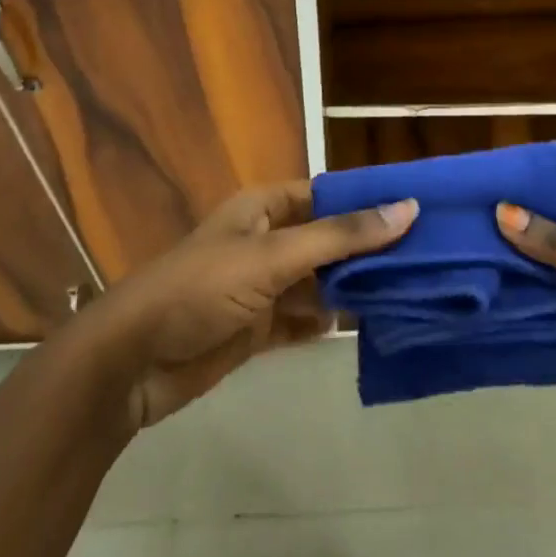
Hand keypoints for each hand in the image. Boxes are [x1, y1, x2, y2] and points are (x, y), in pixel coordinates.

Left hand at [87, 181, 416, 432]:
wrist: (131, 362)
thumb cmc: (201, 288)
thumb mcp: (274, 255)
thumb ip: (341, 236)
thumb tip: (407, 209)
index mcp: (264, 208)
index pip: (327, 194)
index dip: (366, 199)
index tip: (416, 209)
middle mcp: (265, 241)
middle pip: (326, 239)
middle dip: (366, 248)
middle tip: (424, 256)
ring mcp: (260, 287)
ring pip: (318, 281)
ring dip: (352, 287)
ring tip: (407, 291)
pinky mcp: (255, 328)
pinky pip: (302, 319)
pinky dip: (328, 322)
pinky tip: (364, 326)